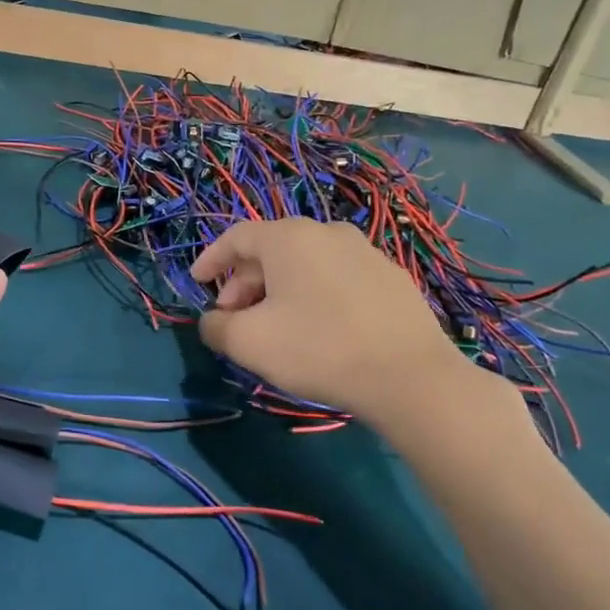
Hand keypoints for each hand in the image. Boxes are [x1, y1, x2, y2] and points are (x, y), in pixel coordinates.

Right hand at [191, 217, 516, 439]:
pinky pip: (336, 277)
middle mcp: (327, 232)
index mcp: (289, 237)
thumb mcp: (250, 343)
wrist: (411, 378)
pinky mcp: (391, 277)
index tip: (197, 283)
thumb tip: (212, 322)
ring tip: (274, 327)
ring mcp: (365, 252)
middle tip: (234, 319)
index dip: (211, 259)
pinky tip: (318, 328)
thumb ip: (217, 328)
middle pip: (271, 250)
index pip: (236, 237)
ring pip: (305, 264)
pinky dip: (313, 294)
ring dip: (279, 290)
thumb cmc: (319, 349)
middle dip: (244, 283)